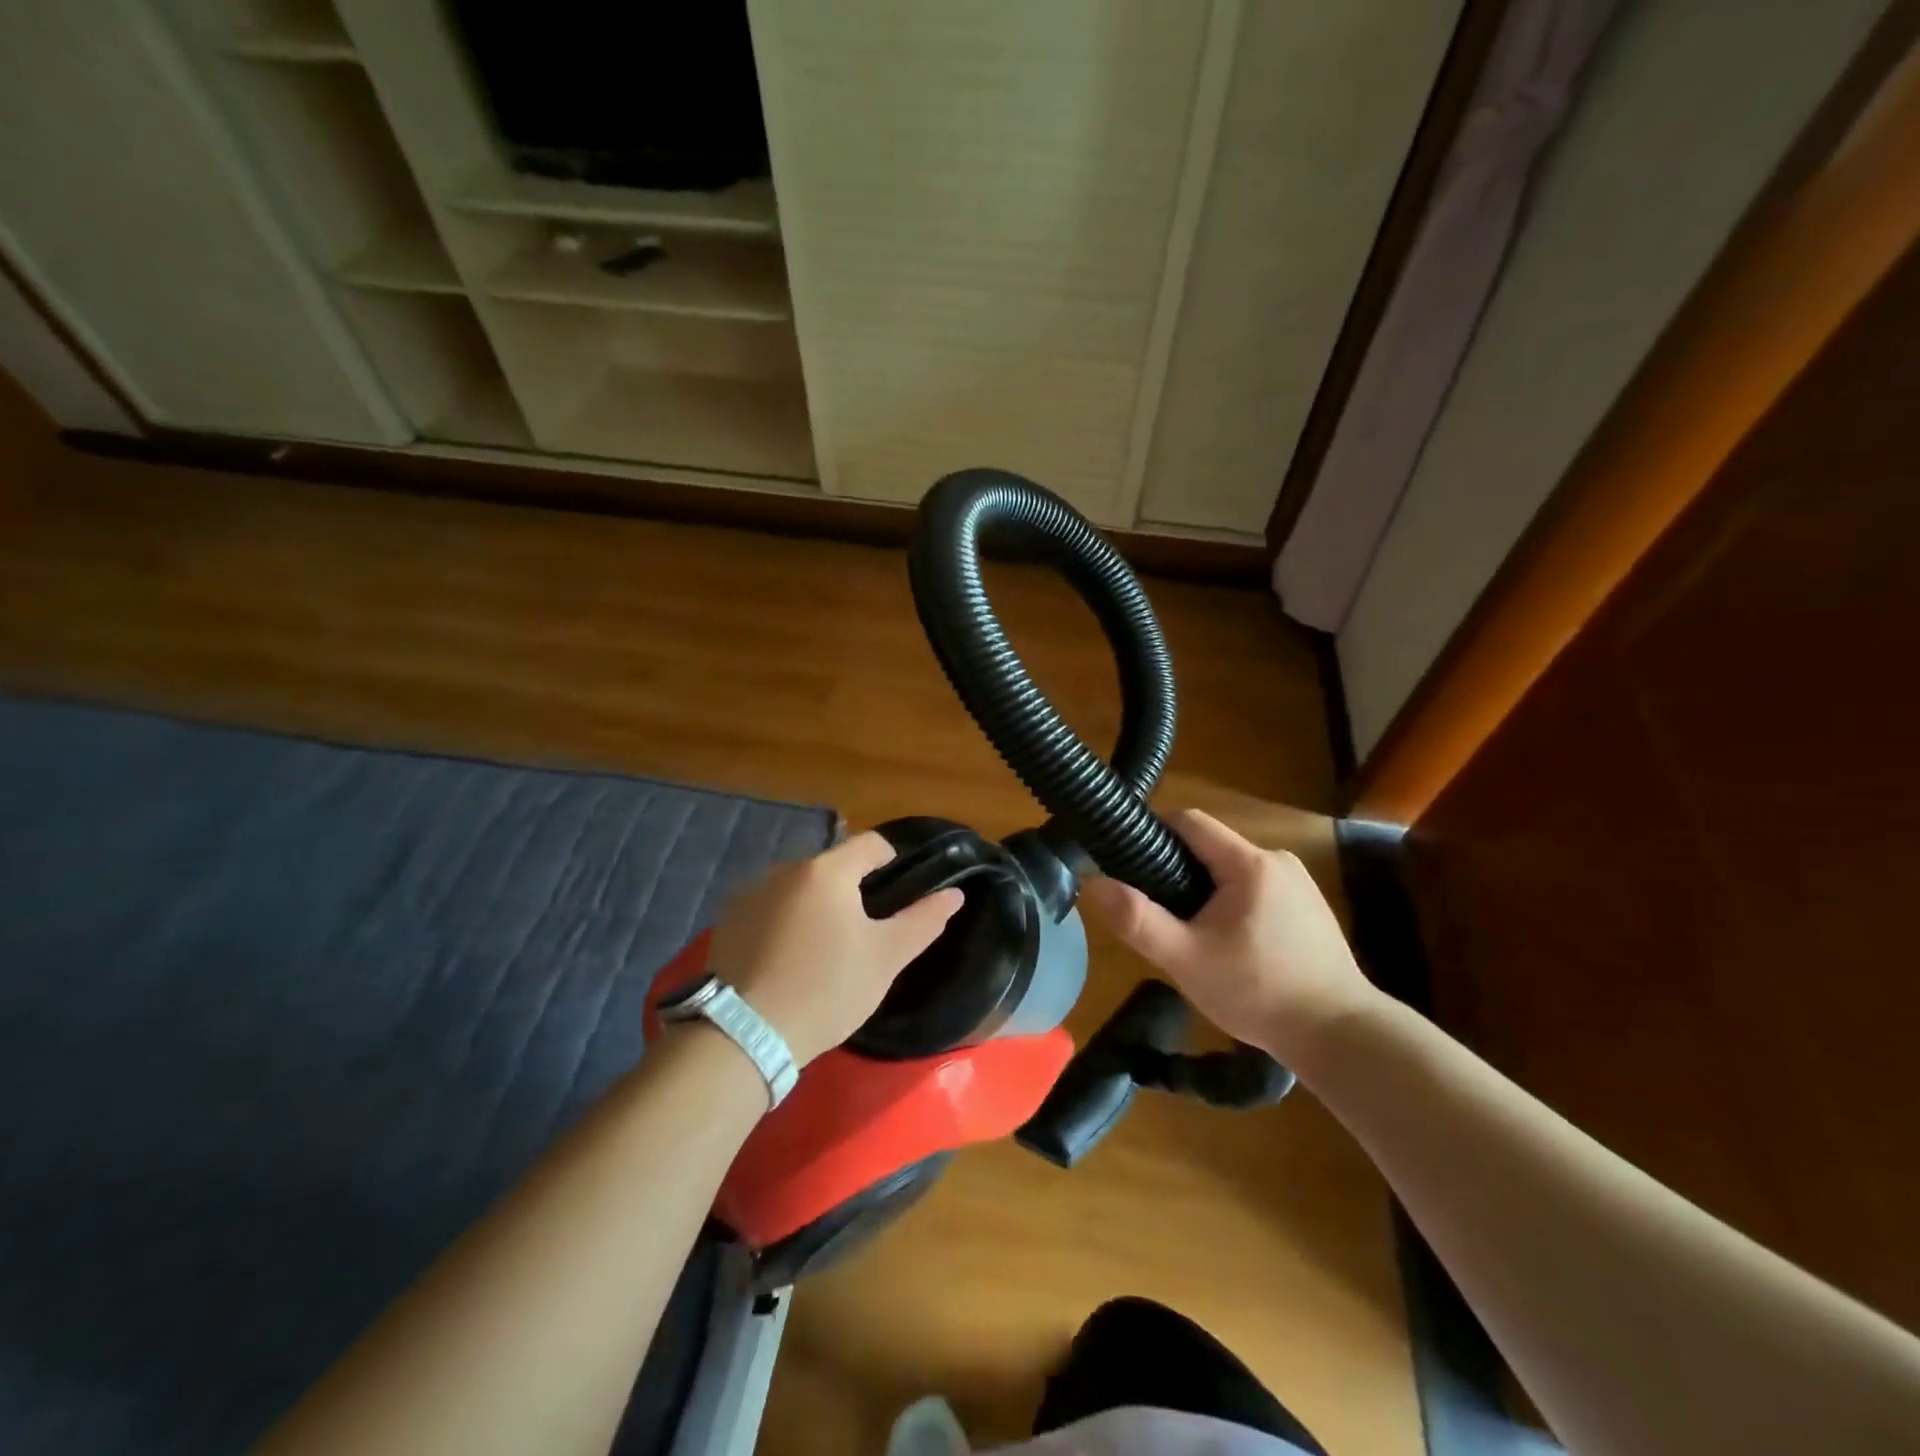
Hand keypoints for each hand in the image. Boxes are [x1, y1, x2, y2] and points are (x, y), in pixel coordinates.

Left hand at [705, 832, 964, 1065]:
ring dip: (815, 903)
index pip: (870, 843)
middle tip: (861, 931)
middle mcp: (785, 869)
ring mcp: (750, 893)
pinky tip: (786, 958)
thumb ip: (923, 920)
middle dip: (850, 888)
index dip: (890, 859)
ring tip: (822, 947)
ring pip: (798, 886)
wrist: (745, 1034)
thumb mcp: (885, 958)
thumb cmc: (827, 989)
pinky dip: (784, 920)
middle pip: (831, 865)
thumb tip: (954, 894)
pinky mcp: (727, 919)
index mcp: (827, 871)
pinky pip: (769, 907)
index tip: (896, 891)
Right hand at [1078, 809, 1379, 1066]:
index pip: (1189, 821)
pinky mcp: (1310, 909)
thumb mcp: (1187, 960)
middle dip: (1177, 871)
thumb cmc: (1259, 992)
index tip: (1127, 861)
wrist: (1342, 1037)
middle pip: (1209, 847)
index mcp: (1249, 863)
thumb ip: (1137, 920)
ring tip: (1191, 935)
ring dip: (1205, 892)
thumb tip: (1092, 884)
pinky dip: (1233, 905)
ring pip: (1232, 871)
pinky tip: (1231, 947)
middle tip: (1156, 913)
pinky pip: (1256, 890)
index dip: (1152, 832)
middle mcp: (1277, 860)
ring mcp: (1299, 884)